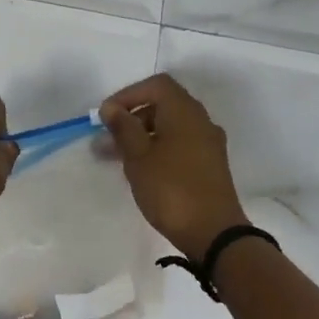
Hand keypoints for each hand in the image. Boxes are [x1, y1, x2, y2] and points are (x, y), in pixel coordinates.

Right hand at [99, 74, 249, 258]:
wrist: (213, 232)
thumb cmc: (171, 189)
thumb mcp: (138, 157)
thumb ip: (123, 128)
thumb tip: (111, 108)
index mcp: (184, 111)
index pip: (156, 85)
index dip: (128, 95)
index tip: (106, 116)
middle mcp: (200, 120)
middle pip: (163, 105)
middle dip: (132, 118)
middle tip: (106, 141)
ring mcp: (208, 143)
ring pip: (170, 128)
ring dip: (142, 136)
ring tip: (117, 159)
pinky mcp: (209, 165)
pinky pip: (179, 145)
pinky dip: (158, 149)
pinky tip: (141, 171)